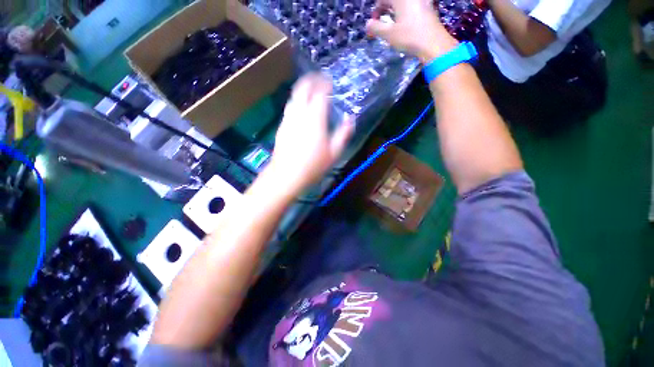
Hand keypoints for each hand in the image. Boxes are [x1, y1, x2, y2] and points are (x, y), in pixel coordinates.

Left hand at [268, 73, 353, 195]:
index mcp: (315, 118)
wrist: (286, 175)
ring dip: (302, 89)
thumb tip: (351, 119)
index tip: (330, 83)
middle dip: (311, 80)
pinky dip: (297, 101)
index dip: (325, 84)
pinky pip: (290, 107)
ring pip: (294, 96)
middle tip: (319, 80)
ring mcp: (288, 119)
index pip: (319, 93)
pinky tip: (301, 108)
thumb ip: (343, 133)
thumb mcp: (334, 152)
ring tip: (311, 91)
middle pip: (302, 88)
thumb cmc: (313, 165)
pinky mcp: (282, 126)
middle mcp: (299, 113)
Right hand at [366, 0, 457, 62]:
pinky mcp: (428, 7)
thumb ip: (376, 28)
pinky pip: (412, 6)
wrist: (433, 43)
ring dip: (394, 12)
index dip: (376, 10)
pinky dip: (404, 13)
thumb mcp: (389, 34)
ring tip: (392, 25)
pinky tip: (404, 25)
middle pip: (394, 1)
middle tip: (381, 24)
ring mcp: (421, 1)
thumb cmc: (409, 37)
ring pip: (403, 4)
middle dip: (385, 10)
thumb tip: (368, 24)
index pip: (383, 0)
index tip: (373, 24)